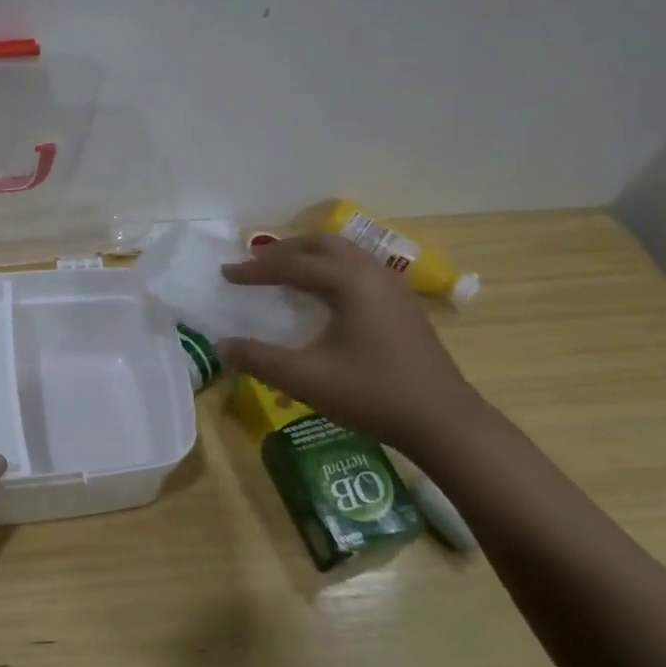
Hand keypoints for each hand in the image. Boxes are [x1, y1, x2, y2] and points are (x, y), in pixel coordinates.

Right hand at [218, 234, 487, 453]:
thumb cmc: (371, 394)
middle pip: (321, 244)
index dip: (254, 270)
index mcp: (348, 282)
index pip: (291, 265)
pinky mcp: (404, 304)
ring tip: (284, 272)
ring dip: (309, 256)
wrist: (443, 422)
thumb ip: (258, 358)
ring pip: (344, 253)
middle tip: (254, 265)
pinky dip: (331, 268)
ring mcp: (393, 287)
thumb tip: (221, 345)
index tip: (225, 274)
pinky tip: (323, 294)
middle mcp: (372, 273)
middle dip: (283, 251)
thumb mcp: (305, 378)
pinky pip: (359, 268)